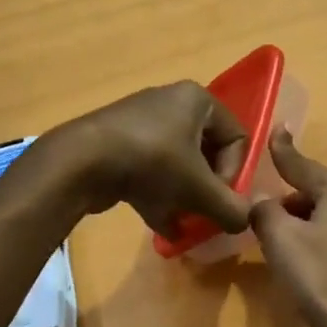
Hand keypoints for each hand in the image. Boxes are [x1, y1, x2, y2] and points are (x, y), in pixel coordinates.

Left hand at [42, 82, 252, 238]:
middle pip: (206, 153)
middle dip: (207, 189)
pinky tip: (163, 227)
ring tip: (184, 224)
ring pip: (177, 165)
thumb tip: (245, 223)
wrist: (80, 162)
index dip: (234, 173)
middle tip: (204, 214)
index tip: (220, 199)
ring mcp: (141, 123)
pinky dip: (159, 196)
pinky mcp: (118, 144)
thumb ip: (230, 208)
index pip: (237, 137)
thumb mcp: (200, 189)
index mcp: (198, 99)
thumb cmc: (152, 163)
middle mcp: (171, 103)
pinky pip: (151, 171)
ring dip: (185, 197)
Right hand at [251, 131, 326, 326]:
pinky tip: (308, 264)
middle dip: (287, 200)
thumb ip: (265, 213)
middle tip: (259, 216)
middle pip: (314, 192)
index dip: (282, 150)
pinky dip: (319, 242)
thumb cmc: (326, 280)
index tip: (276, 130)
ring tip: (279, 245)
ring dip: (302, 225)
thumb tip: (261, 201)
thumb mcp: (283, 242)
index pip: (301, 164)